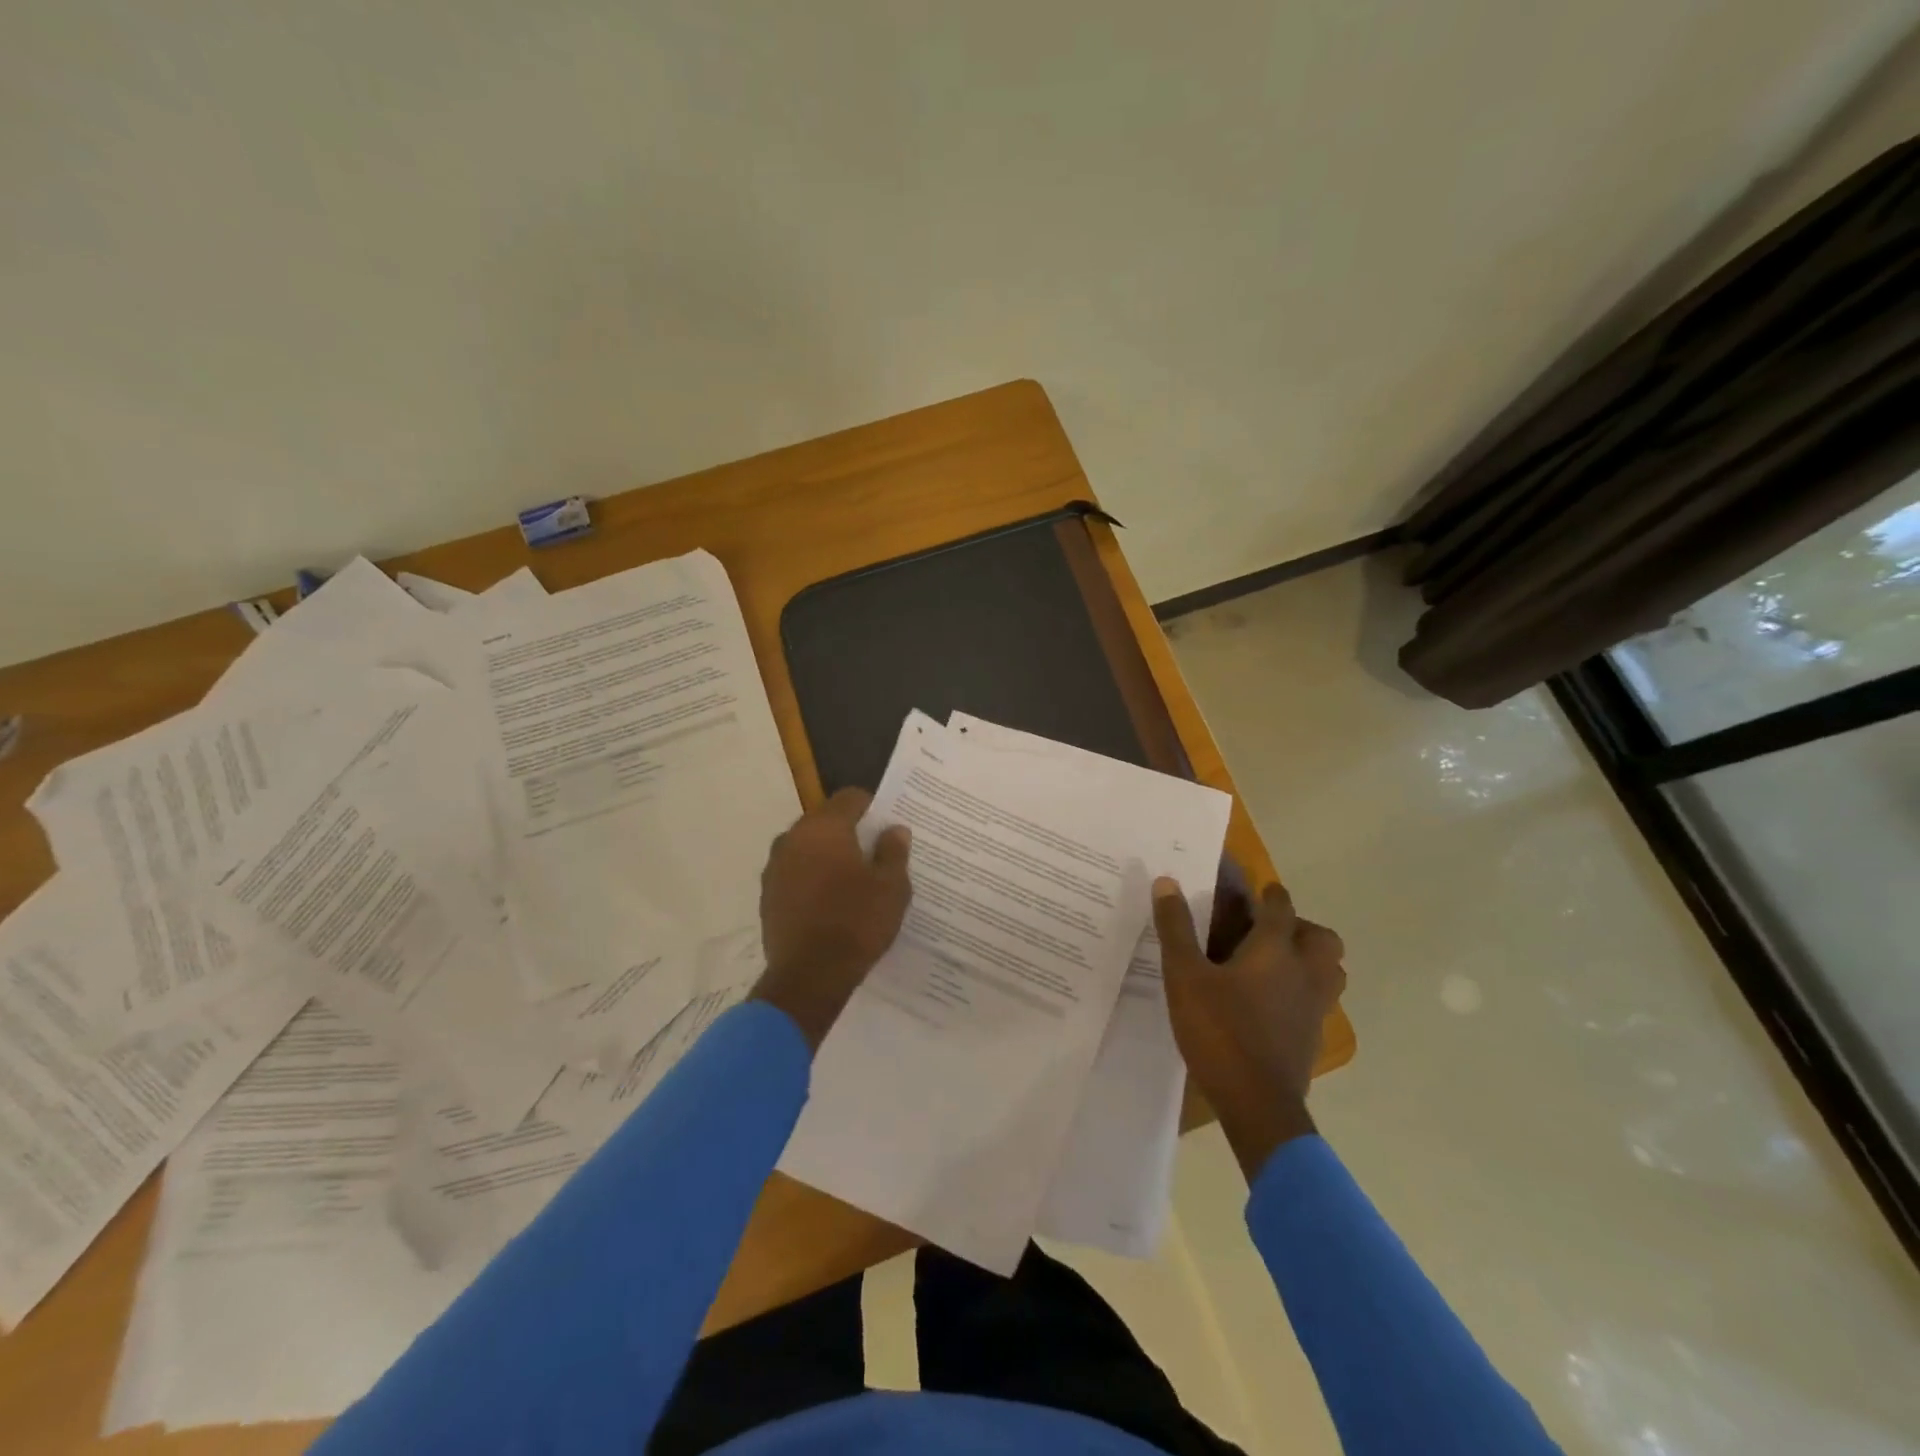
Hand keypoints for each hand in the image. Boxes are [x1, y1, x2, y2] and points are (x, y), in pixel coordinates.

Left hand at [752, 788, 912, 1049]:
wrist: (808, 977)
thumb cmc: (856, 922)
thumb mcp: (891, 887)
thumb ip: (893, 852)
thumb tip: (894, 830)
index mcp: (824, 828)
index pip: (849, 797)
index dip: (871, 807)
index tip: (886, 826)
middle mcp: (793, 838)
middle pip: (824, 821)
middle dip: (848, 832)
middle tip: (873, 854)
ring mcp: (774, 868)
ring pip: (807, 848)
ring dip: (827, 856)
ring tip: (852, 881)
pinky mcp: (767, 896)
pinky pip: (794, 874)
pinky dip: (811, 879)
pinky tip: (830, 903)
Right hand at [1154, 876, 1345, 1179]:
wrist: (1257, 1104)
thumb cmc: (1220, 1031)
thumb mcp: (1184, 977)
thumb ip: (1176, 928)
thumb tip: (1167, 882)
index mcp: (1275, 950)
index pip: (1280, 907)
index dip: (1269, 894)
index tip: (1256, 890)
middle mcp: (1304, 973)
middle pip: (1322, 938)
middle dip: (1300, 927)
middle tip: (1267, 932)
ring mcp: (1314, 1007)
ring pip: (1329, 971)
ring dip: (1309, 959)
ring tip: (1274, 964)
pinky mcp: (1313, 1036)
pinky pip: (1319, 1000)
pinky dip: (1303, 991)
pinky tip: (1270, 1002)